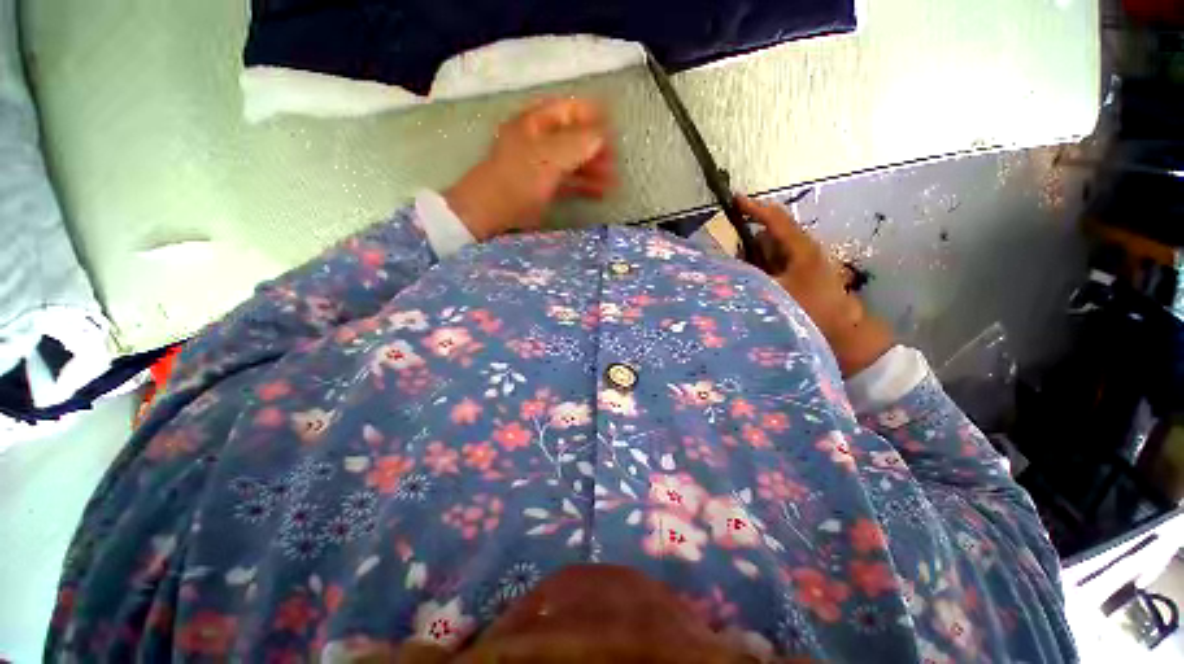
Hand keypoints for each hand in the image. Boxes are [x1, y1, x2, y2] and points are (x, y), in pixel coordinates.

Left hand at [444, 98, 617, 240]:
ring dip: (593, 169)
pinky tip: (600, 193)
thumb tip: (603, 136)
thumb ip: (578, 143)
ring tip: (613, 182)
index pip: (570, 109)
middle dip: (597, 148)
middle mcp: (539, 140)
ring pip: (573, 161)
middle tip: (616, 162)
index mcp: (536, 122)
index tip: (614, 129)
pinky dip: (584, 185)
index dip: (593, 116)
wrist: (491, 212)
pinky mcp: (543, 187)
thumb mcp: (549, 157)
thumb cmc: (518, 179)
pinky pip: (568, 181)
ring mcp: (541, 165)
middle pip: (574, 136)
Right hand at [737, 195, 894, 376]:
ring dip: (753, 257)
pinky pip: (774, 265)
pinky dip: (760, 269)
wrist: (843, 335)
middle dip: (748, 241)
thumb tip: (729, 265)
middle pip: (769, 235)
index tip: (734, 201)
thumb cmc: (811, 310)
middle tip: (729, 255)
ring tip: (739, 273)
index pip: (775, 219)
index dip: (754, 208)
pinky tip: (752, 283)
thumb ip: (751, 275)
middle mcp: (803, 251)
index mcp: (801, 248)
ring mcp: (803, 264)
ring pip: (771, 251)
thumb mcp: (775, 292)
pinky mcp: (801, 277)